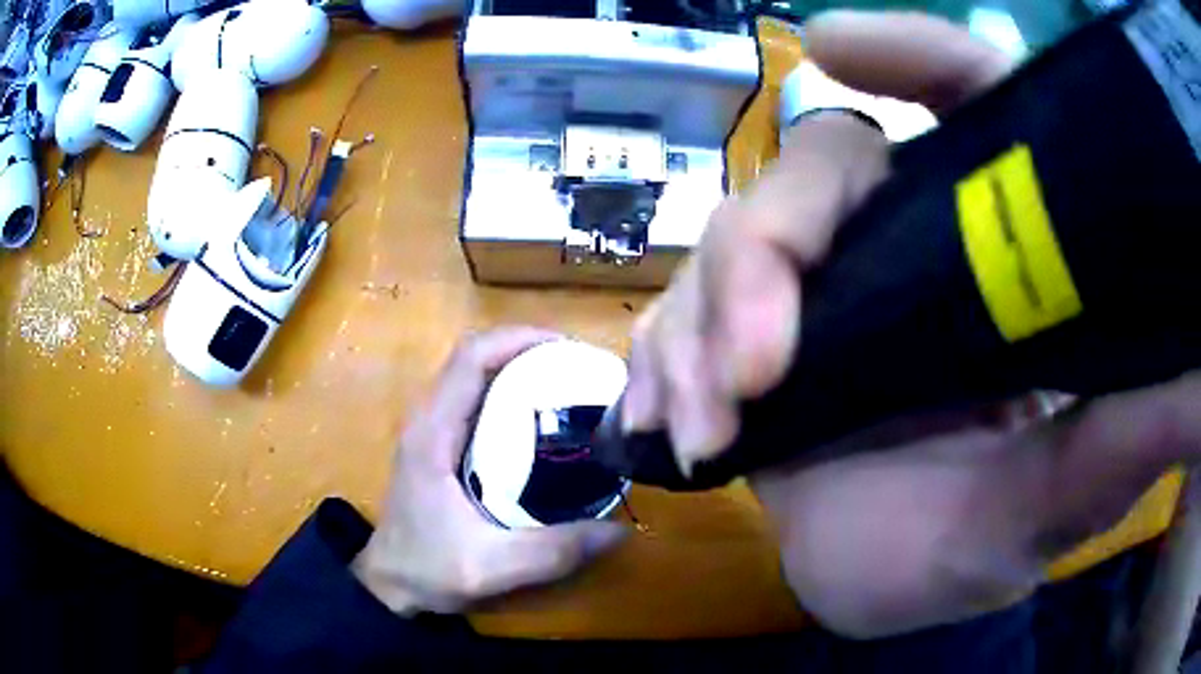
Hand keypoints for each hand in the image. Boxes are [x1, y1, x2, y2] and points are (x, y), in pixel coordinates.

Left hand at [352, 328, 627, 614]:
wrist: (389, 584)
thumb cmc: (428, 570)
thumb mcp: (491, 567)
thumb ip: (553, 552)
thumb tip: (620, 529)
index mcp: (432, 433)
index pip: (471, 358)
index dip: (519, 340)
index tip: (570, 349)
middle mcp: (427, 418)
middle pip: (475, 357)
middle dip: (527, 351)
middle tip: (581, 369)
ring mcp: (429, 429)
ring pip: (473, 375)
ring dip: (518, 368)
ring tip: (568, 385)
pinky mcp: (436, 443)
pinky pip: (473, 399)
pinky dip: (508, 393)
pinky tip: (541, 421)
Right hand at [625, 10, 1200, 637]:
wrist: (876, 600)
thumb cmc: (960, 561)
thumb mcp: (1046, 512)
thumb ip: (1117, 448)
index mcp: (992, 266)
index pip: (967, 110)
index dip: (911, 57)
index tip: (834, 45)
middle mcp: (904, 253)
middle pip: (817, 174)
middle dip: (767, 256)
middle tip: (756, 368)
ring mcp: (819, 297)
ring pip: (733, 243)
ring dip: (701, 329)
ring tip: (704, 427)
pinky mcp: (752, 345)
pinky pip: (685, 314)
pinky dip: (664, 357)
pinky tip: (662, 420)